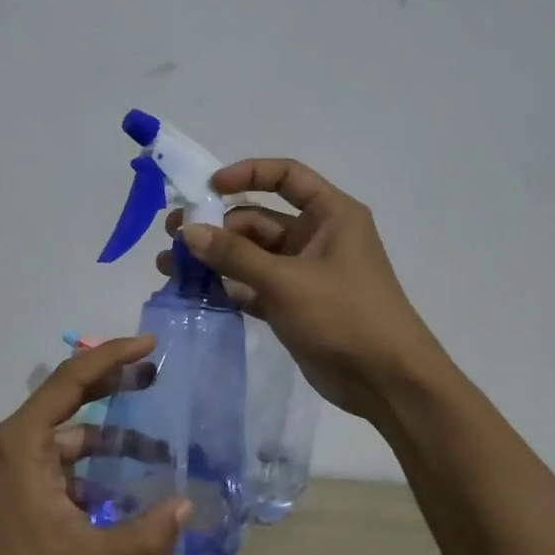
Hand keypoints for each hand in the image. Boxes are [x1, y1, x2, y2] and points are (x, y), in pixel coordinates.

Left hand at [0, 336, 189, 554]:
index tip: (150, 344)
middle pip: (72, 394)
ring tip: (159, 448)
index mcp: (26, 438)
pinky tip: (130, 486)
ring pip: (74, 431)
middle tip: (157, 374)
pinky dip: (99, 464)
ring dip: (114, 436)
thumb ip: (140, 538)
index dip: (112, 356)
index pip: (72, 379)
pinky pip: (68, 458)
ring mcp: (21, 459)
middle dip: (116, 382)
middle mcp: (21, 437)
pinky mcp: (25, 480)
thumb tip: (185, 510)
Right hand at [156, 159, 442, 418]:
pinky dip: (225, 286)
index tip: (208, 187)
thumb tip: (188, 230)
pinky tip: (189, 290)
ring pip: (251, 255)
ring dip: (214, 258)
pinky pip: (252, 286)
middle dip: (216, 226)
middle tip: (171, 235)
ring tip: (167, 264)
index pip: (286, 177)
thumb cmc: (345, 316)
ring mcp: (303, 273)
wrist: (387, 381)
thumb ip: (235, 255)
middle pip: (259, 219)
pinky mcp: (292, 305)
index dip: (247, 174)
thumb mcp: (287, 281)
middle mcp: (317, 237)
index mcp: (331, 215)